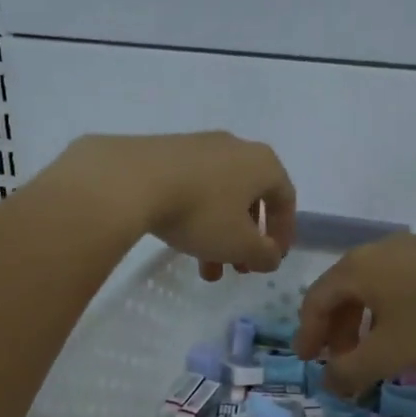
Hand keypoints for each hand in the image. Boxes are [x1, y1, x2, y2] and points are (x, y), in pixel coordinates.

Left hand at [44, 132, 296, 279]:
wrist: (130, 180)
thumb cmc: (200, 212)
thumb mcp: (239, 244)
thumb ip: (263, 254)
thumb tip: (271, 256)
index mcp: (262, 163)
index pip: (285, 199)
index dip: (283, 233)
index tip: (272, 259)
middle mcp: (235, 147)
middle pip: (250, 199)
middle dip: (246, 239)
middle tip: (238, 269)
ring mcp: (198, 146)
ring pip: (219, 197)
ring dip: (218, 235)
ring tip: (205, 270)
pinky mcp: (165, 152)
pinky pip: (192, 188)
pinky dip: (195, 217)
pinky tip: (180, 241)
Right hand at [294, 235, 415, 394]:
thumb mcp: (389, 353)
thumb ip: (351, 371)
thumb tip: (329, 383)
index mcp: (356, 269)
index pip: (317, 300)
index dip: (308, 333)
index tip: (308, 360)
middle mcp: (377, 251)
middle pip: (343, 291)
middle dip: (337, 329)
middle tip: (341, 360)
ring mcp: (411, 248)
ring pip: (373, 286)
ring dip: (364, 320)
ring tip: (375, 349)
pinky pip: (399, 282)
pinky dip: (390, 308)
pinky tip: (409, 329)